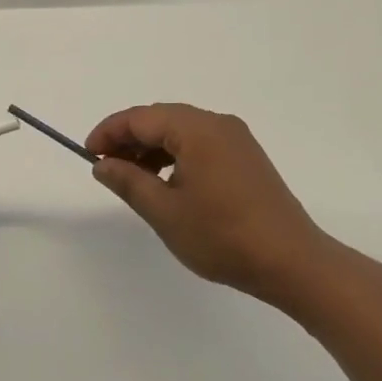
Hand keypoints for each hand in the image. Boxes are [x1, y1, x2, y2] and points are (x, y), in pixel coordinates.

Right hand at [86, 103, 327, 298]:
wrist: (293, 262)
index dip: (109, 132)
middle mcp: (218, 124)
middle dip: (129, 138)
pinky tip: (166, 183)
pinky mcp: (246, 158)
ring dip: (152, 148)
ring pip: (181, 131)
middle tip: (106, 166)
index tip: (88, 154)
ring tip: (132, 178)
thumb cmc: (223, 236)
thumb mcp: (165, 212)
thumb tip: (102, 163)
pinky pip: (200, 144)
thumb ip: (129, 181)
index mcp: (197, 129)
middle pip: (161, 119)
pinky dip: (176, 155)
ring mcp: (236, 140)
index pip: (140, 118)